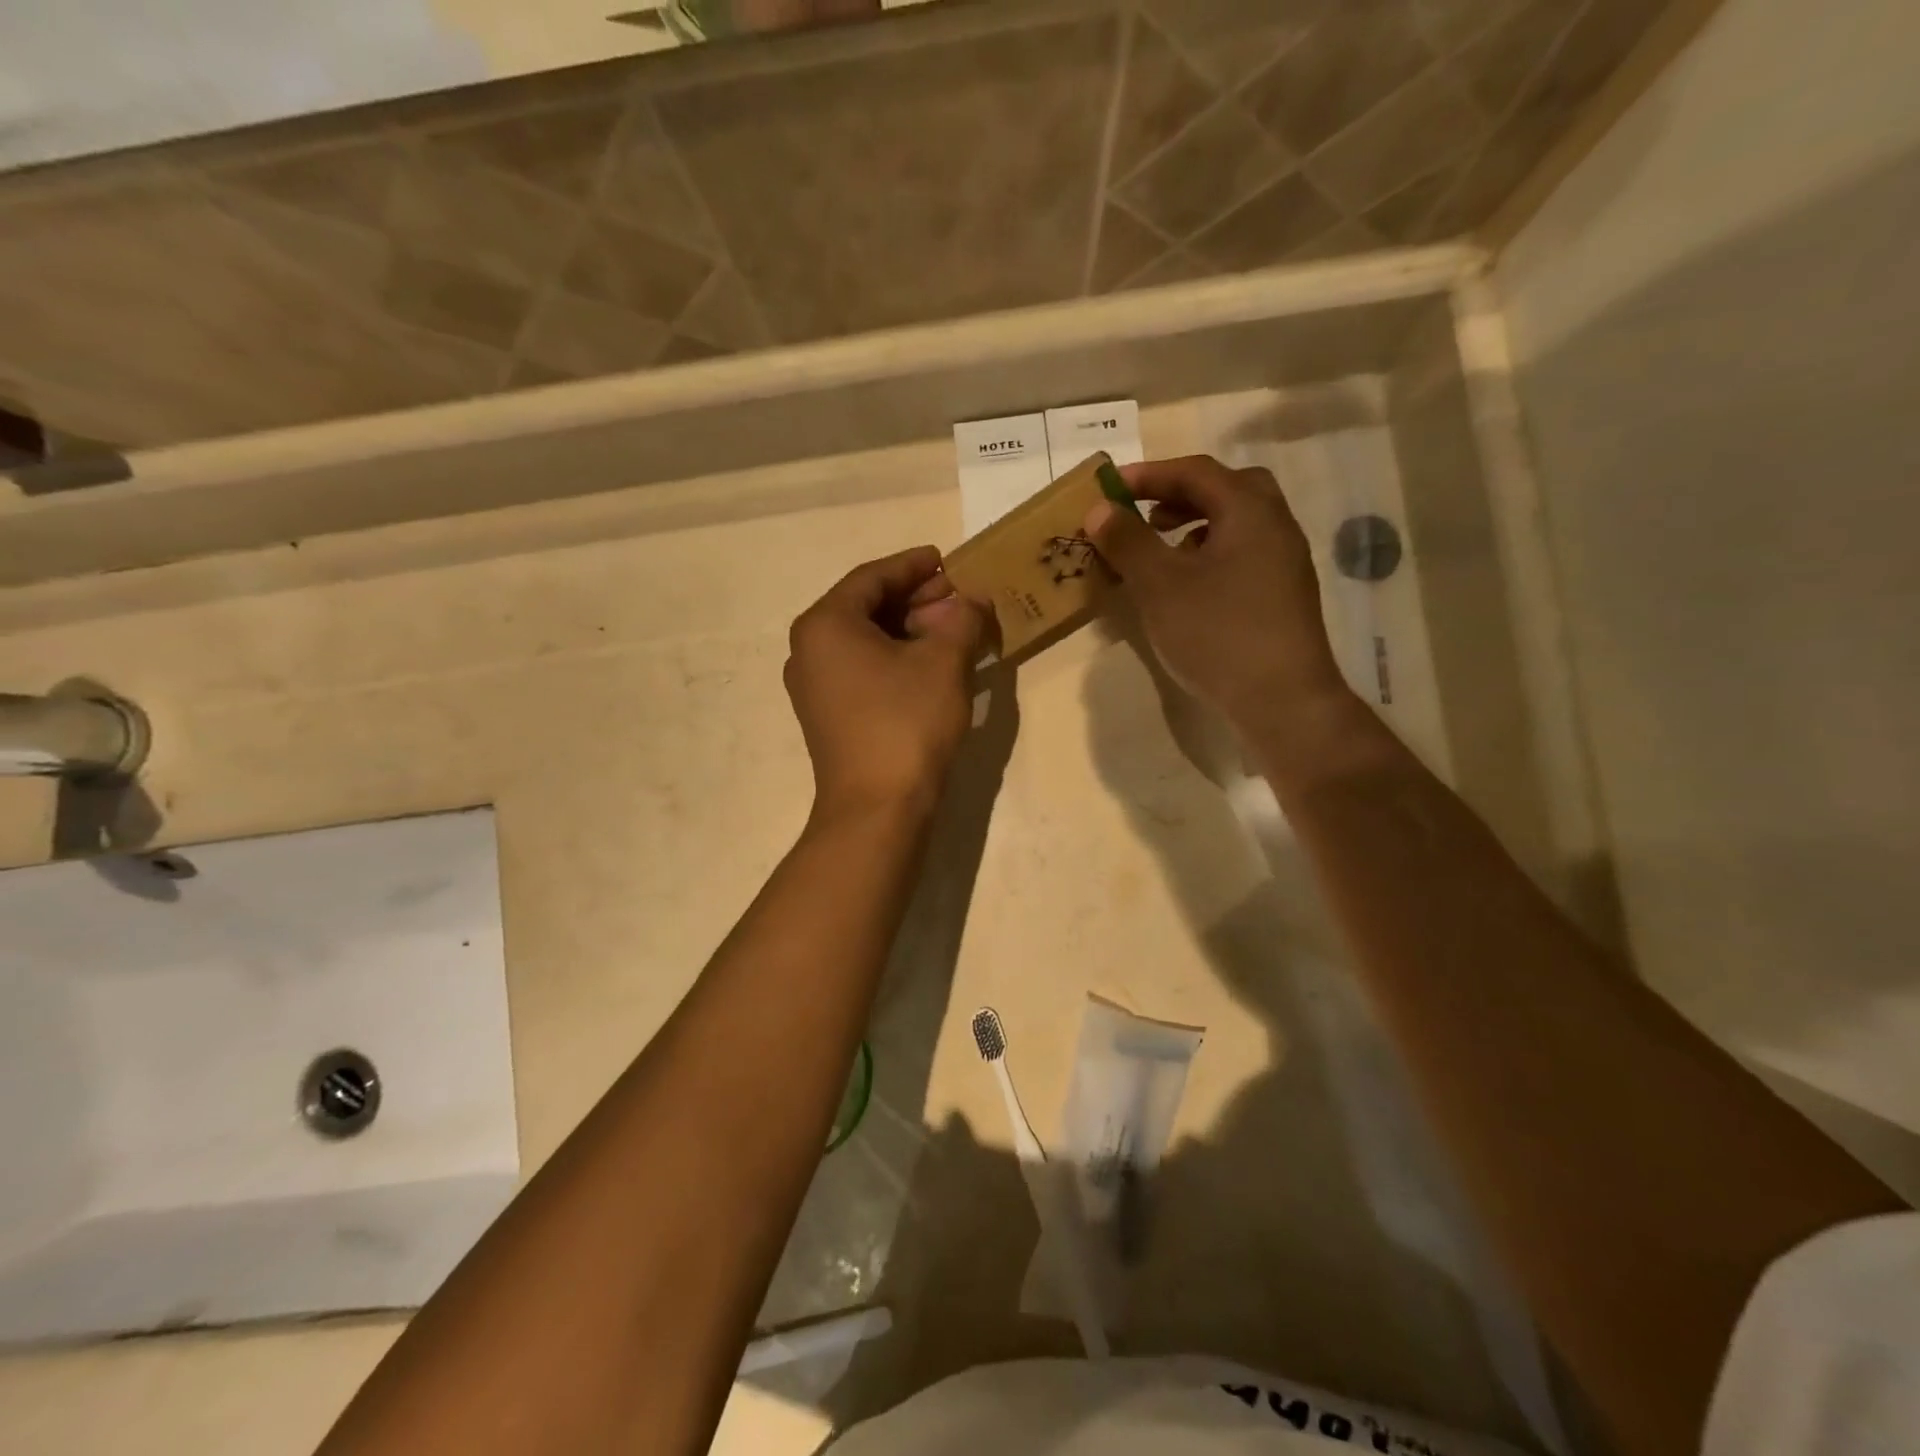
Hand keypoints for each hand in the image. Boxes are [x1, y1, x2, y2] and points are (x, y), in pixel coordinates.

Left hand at [784, 546, 987, 818]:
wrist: (877, 809)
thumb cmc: (906, 723)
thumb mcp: (944, 662)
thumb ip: (962, 619)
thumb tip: (973, 600)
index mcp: (825, 624)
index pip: (872, 577)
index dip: (913, 565)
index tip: (946, 561)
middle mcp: (808, 649)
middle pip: (865, 607)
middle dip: (914, 599)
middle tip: (957, 597)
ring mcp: (814, 686)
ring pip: (864, 640)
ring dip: (908, 630)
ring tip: (952, 630)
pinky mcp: (827, 716)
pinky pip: (861, 669)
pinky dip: (895, 658)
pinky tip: (930, 665)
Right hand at [1084, 455, 1348, 731]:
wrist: (1282, 700)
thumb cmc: (1217, 633)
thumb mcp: (1160, 585)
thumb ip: (1128, 541)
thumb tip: (1099, 509)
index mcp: (1250, 511)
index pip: (1196, 472)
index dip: (1149, 474)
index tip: (1110, 487)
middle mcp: (1275, 527)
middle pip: (1227, 490)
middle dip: (1180, 496)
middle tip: (1145, 513)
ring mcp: (1285, 564)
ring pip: (1237, 525)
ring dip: (1195, 526)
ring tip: (1160, 552)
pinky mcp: (1283, 598)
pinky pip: (1242, 556)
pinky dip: (1210, 556)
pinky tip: (1188, 589)